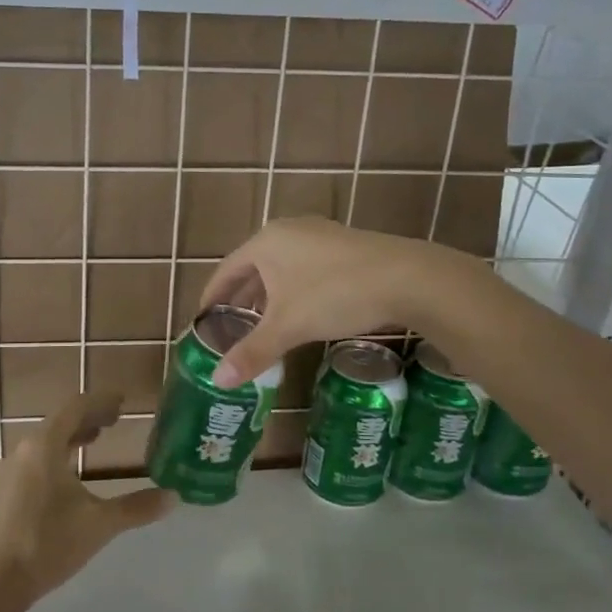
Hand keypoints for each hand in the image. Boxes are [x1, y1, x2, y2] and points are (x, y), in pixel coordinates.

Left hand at [0, 392, 169, 605]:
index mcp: (45, 445)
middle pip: (60, 422)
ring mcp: (9, 473)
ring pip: (46, 443)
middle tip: (114, 419)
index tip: (122, 400)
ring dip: (71, 437)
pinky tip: (68, 478)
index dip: (101, 401)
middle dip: (88, 418)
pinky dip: (58, 456)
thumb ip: (136, 508)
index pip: (76, 407)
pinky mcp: (3, 494)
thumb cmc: (46, 542)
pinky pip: (35, 461)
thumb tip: (174, 497)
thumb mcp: (99, 524)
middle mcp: (24, 451)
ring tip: (94, 441)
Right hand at [200, 218, 468, 385]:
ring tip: (262, 326)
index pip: (225, 271)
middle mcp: (288, 231)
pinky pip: (304, 268)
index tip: (203, 321)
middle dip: (241, 300)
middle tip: (231, 330)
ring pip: (281, 268)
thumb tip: (218, 380)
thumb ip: (252, 352)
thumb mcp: (289, 326)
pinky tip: (301, 313)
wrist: (409, 278)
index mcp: (266, 242)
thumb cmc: (335, 295)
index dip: (212, 298)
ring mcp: (319, 235)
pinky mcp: (344, 246)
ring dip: (268, 297)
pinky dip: (292, 291)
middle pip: (252, 268)